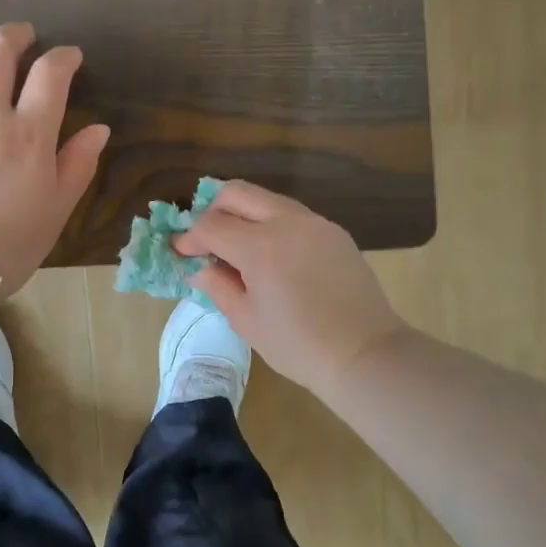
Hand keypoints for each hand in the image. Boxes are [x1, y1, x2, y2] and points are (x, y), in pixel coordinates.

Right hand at [172, 181, 408, 399]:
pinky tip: (272, 255)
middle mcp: (287, 223)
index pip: (212, 225)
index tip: (182, 253)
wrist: (363, 353)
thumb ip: (218, 286)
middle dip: (213, 211)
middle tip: (207, 241)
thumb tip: (200, 268)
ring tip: (238, 248)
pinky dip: (271, 224)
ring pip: (266, 199)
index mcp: (261, 248)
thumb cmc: (298, 346)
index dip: (190, 238)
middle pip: (237, 193)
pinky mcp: (334, 231)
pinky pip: (292, 214)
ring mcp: (315, 223)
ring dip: (244, 214)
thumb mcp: (247, 321)